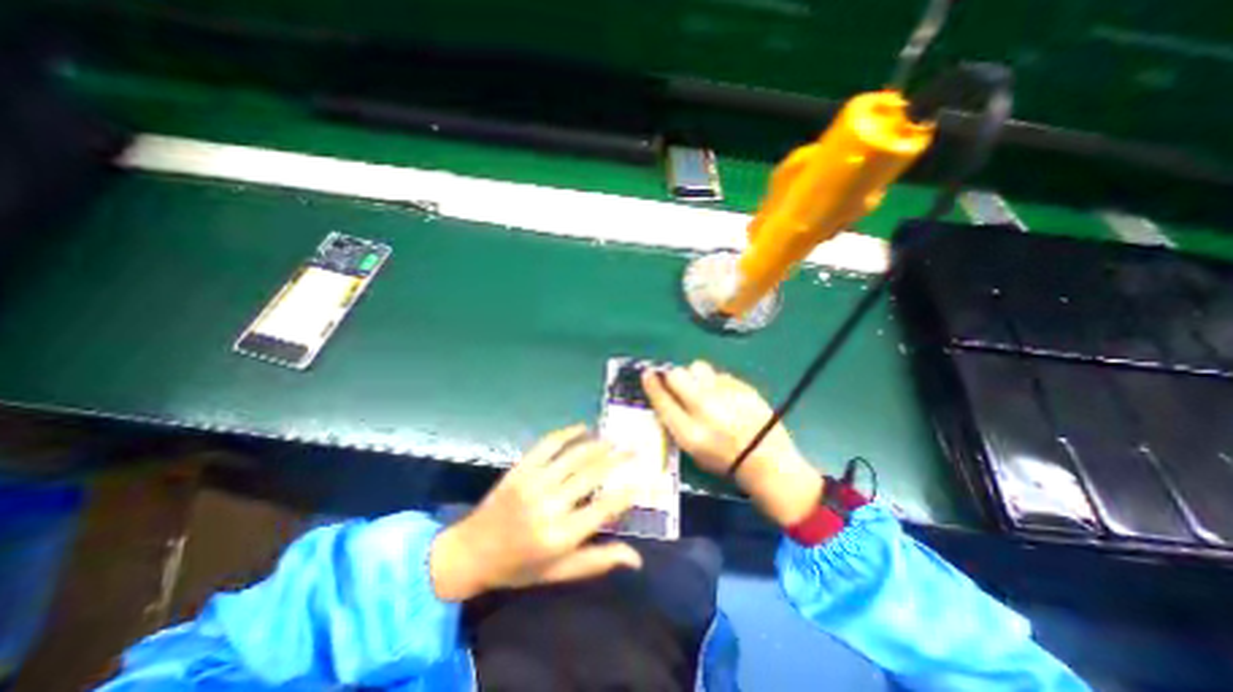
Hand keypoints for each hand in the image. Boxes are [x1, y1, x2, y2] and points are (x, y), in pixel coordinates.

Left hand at [430, 424, 641, 601]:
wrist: (470, 552)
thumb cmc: (518, 567)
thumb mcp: (559, 572)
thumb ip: (598, 561)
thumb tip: (637, 559)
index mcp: (561, 535)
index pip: (604, 507)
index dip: (627, 492)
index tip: (643, 479)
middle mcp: (550, 505)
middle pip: (592, 473)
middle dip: (618, 458)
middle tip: (634, 448)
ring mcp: (533, 482)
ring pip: (574, 455)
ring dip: (597, 443)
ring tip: (613, 438)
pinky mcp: (520, 469)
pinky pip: (548, 444)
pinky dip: (567, 432)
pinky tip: (582, 427)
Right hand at [640, 358, 821, 525]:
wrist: (768, 462)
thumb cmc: (725, 461)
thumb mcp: (692, 450)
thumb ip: (676, 422)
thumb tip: (666, 395)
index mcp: (689, 431)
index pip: (661, 399)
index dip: (651, 384)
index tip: (648, 375)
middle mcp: (704, 409)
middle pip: (676, 375)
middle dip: (673, 377)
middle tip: (678, 384)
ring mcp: (725, 394)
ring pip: (697, 367)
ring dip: (694, 375)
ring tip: (703, 387)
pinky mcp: (742, 386)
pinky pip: (719, 374)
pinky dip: (716, 382)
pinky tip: (724, 395)